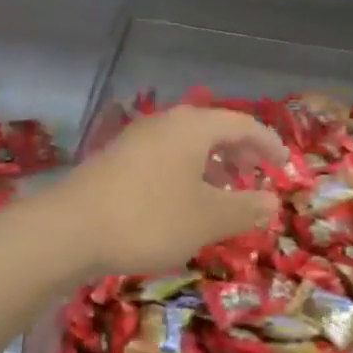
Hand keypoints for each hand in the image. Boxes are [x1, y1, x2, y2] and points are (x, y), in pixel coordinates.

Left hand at [44, 106, 284, 278]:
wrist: (68, 229)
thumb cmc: (149, 218)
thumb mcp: (208, 219)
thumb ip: (246, 208)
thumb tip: (274, 201)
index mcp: (193, 127)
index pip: (243, 123)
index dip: (268, 143)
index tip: (284, 165)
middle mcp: (166, 123)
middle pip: (213, 130)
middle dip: (239, 153)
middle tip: (256, 179)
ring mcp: (138, 139)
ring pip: (187, 145)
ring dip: (212, 166)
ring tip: (223, 195)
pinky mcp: (117, 159)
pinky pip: (165, 158)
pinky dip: (186, 174)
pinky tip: (182, 204)